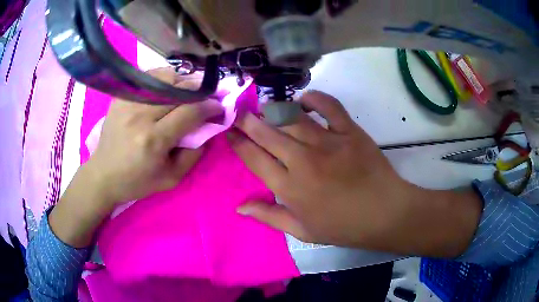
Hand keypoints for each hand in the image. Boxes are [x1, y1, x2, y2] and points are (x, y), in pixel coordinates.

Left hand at [86, 68, 223, 207]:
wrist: (104, 175)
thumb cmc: (137, 181)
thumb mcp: (172, 178)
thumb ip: (194, 154)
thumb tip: (209, 128)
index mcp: (154, 140)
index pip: (190, 112)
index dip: (210, 107)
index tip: (219, 107)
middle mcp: (141, 116)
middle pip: (180, 90)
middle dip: (201, 92)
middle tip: (208, 97)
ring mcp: (129, 102)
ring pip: (166, 78)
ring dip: (184, 82)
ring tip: (189, 91)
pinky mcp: (122, 97)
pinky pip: (150, 77)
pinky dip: (165, 78)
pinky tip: (170, 87)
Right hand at [229, 91, 480, 256]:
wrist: (384, 214)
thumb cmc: (343, 227)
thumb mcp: (302, 231)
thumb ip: (269, 216)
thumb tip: (239, 207)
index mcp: (290, 188)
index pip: (254, 159)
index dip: (238, 143)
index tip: (228, 131)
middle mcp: (303, 161)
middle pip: (267, 133)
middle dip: (248, 120)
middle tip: (238, 111)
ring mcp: (328, 143)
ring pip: (292, 118)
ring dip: (274, 109)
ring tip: (264, 106)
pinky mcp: (349, 132)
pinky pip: (329, 107)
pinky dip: (315, 98)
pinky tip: (304, 98)